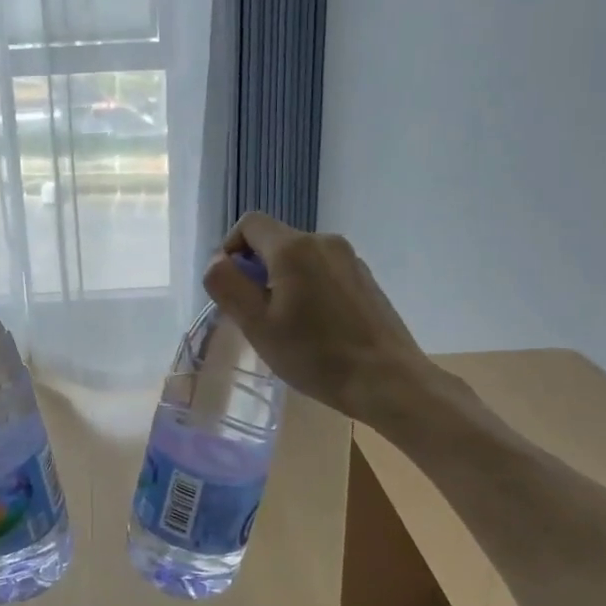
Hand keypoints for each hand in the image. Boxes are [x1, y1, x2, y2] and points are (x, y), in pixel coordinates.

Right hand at [203, 211, 462, 425]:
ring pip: (300, 258)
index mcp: (294, 248)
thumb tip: (217, 261)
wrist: (388, 381)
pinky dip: (309, 289)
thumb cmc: (315, 355)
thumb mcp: (257, 325)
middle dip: (257, 270)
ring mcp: (350, 259)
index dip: (230, 248)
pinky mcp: (365, 279)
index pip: (249, 223)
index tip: (231, 287)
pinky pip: (323, 272)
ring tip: (287, 325)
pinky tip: (316, 328)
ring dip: (283, 281)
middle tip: (256, 315)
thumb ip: (228, 285)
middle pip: (275, 241)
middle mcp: (324, 241)